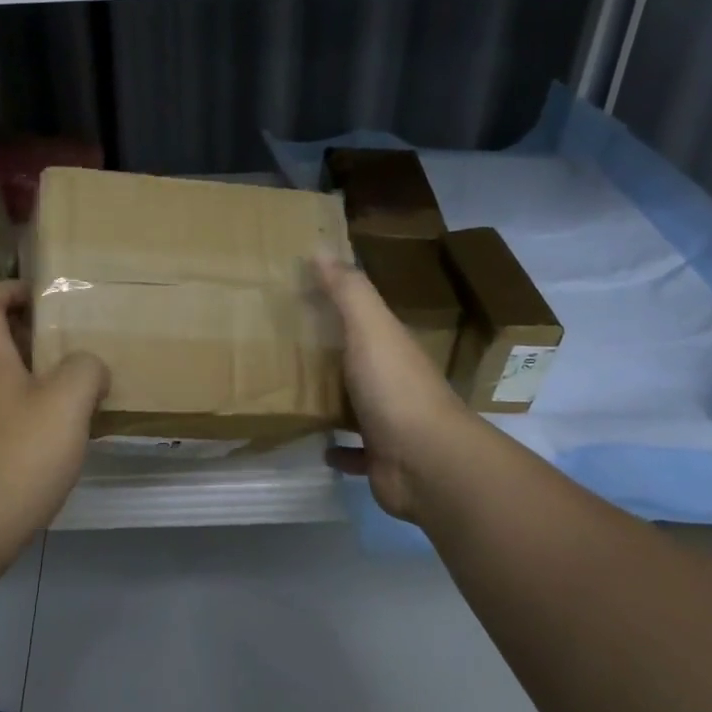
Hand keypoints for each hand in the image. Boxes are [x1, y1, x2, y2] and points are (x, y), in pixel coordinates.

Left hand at [0, 281, 108, 556]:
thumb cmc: (18, 455)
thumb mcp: (67, 401)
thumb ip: (86, 369)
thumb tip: (89, 368)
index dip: (12, 289)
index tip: (48, 295)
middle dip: (32, 331)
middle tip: (73, 338)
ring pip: (0, 377)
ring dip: (35, 372)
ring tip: (77, 384)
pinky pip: (4, 411)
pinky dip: (31, 407)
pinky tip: (61, 430)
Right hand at [313, 255, 475, 523]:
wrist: (425, 462)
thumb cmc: (395, 387)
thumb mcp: (371, 328)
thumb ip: (348, 291)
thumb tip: (322, 249)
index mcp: (392, 346)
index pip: (365, 318)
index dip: (337, 304)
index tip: (300, 295)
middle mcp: (394, 381)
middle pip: (359, 360)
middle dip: (331, 353)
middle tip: (285, 345)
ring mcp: (389, 422)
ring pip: (357, 405)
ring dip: (333, 400)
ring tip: (294, 393)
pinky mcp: (380, 459)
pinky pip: (355, 452)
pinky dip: (339, 450)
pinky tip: (318, 446)